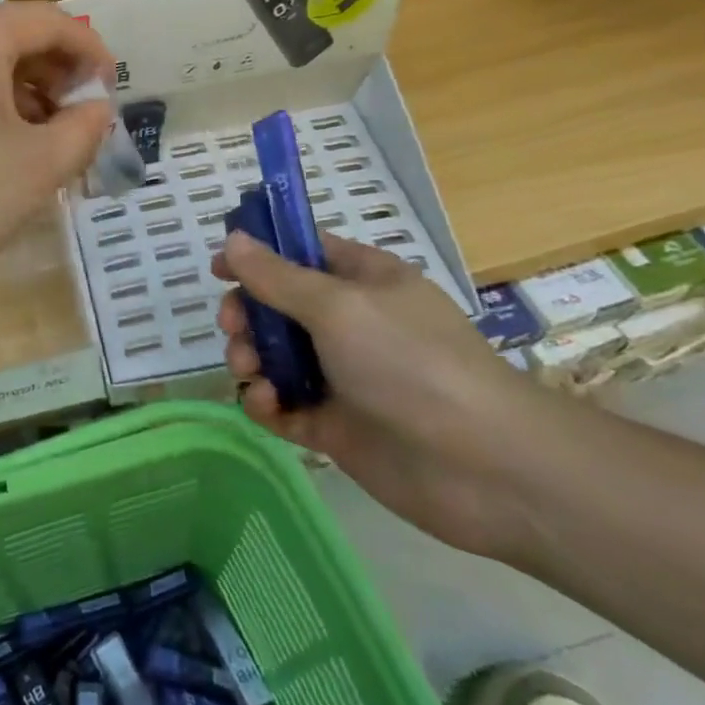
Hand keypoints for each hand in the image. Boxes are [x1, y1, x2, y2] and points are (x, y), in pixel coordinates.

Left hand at [0, 2, 116, 307]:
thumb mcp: (37, 169)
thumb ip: (82, 129)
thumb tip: (95, 108)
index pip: (48, 20)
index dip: (90, 51)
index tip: (109, 92)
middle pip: (7, 34)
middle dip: (51, 74)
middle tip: (75, 122)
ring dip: (15, 90)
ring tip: (36, 140)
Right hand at [215, 230, 559, 561]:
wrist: (485, 467)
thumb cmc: (410, 362)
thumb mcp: (337, 305)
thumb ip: (277, 276)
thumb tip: (234, 238)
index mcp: (361, 281)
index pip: (301, 252)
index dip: (258, 254)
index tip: (220, 268)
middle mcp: (349, 324)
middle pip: (277, 306)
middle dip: (247, 314)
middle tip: (233, 327)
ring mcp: (341, 376)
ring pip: (274, 356)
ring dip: (249, 357)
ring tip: (249, 371)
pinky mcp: (333, 425)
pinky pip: (283, 405)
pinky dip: (266, 402)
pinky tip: (266, 404)